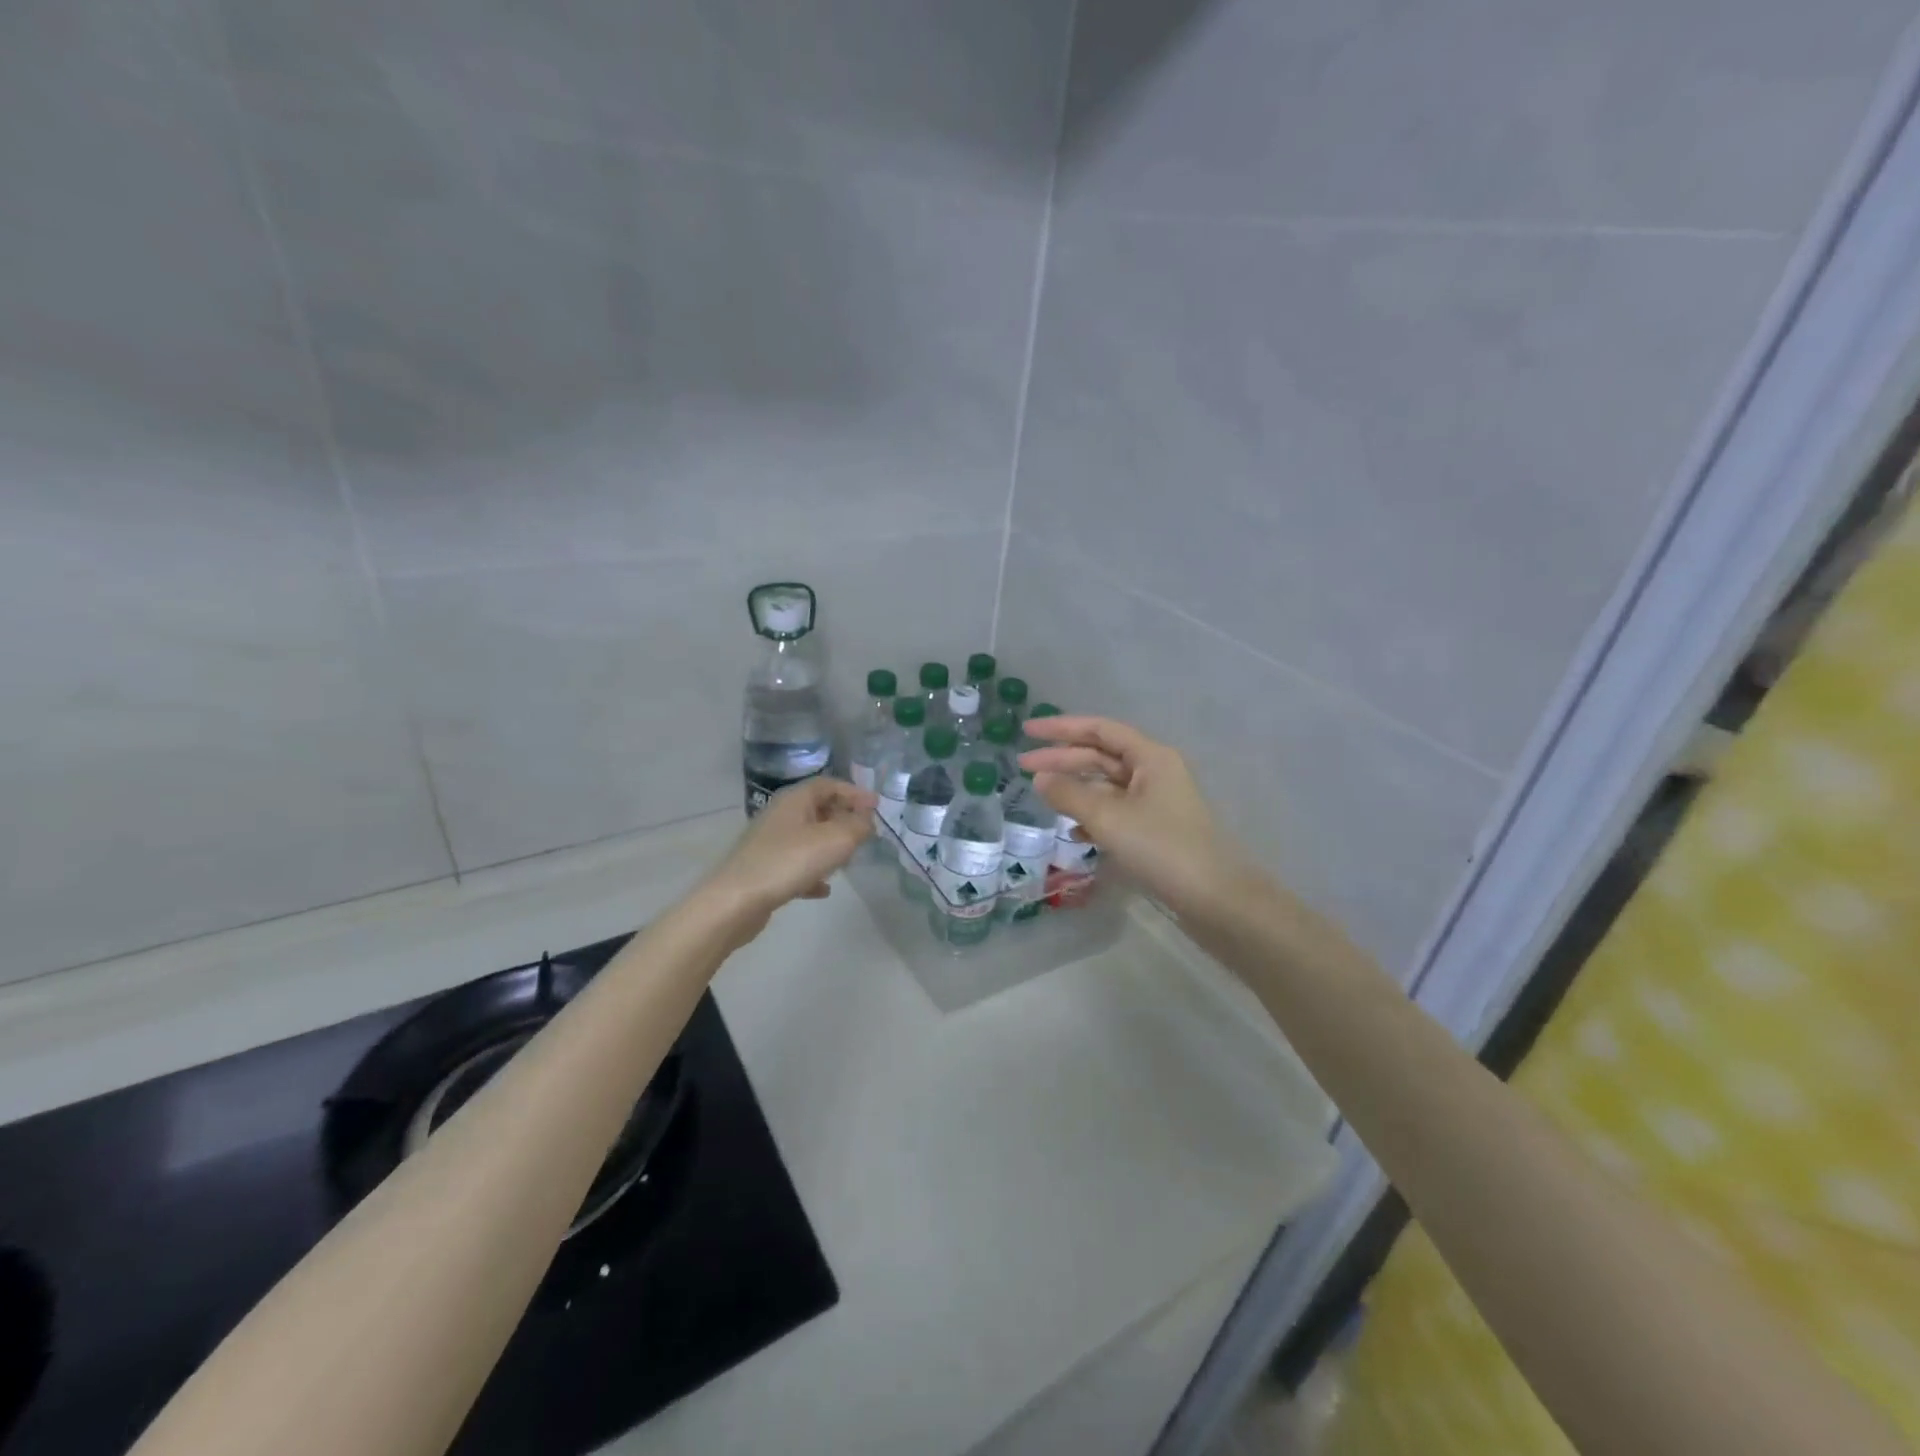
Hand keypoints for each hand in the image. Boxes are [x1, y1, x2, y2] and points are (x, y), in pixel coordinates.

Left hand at [700, 777, 876, 935]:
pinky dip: (813, 872)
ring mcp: (770, 843)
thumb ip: (858, 826)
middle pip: (818, 809)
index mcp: (795, 800)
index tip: (876, 807)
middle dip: (844, 819)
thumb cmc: (789, 862)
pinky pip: (796, 865)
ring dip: (830, 846)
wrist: (736, 902)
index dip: (854, 792)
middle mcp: (781, 816)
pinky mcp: (765, 870)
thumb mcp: (835, 839)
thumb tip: (867, 821)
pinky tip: (824, 889)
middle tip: (864, 833)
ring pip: (808, 838)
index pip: (829, 784)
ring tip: (848, 860)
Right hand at [1020, 716, 1260, 920]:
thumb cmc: (1162, 848)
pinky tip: (1074, 832)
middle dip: (1062, 760)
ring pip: (1108, 785)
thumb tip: (1040, 779)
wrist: (1216, 899)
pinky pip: (1117, 812)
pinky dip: (1093, 816)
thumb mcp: (1109, 818)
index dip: (1061, 729)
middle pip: (1102, 756)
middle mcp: (1155, 772)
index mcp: (1151, 757)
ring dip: (1076, 789)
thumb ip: (1070, 795)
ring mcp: (1157, 802)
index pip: (1099, 730)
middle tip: (1023, 767)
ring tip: (1043, 796)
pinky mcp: (1157, 830)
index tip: (1026, 732)